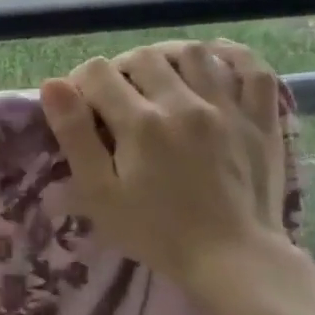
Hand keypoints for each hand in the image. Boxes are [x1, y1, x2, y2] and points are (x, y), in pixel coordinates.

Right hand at [40, 41, 288, 288]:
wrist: (233, 261)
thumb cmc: (156, 232)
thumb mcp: (99, 193)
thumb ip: (74, 136)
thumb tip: (53, 85)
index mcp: (141, 123)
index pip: (98, 72)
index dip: (80, 83)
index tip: (80, 107)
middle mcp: (184, 103)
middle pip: (142, 57)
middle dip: (120, 69)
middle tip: (116, 99)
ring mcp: (228, 107)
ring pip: (193, 53)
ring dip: (166, 57)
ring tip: (157, 77)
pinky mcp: (261, 119)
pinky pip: (254, 69)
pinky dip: (232, 56)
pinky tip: (214, 61)